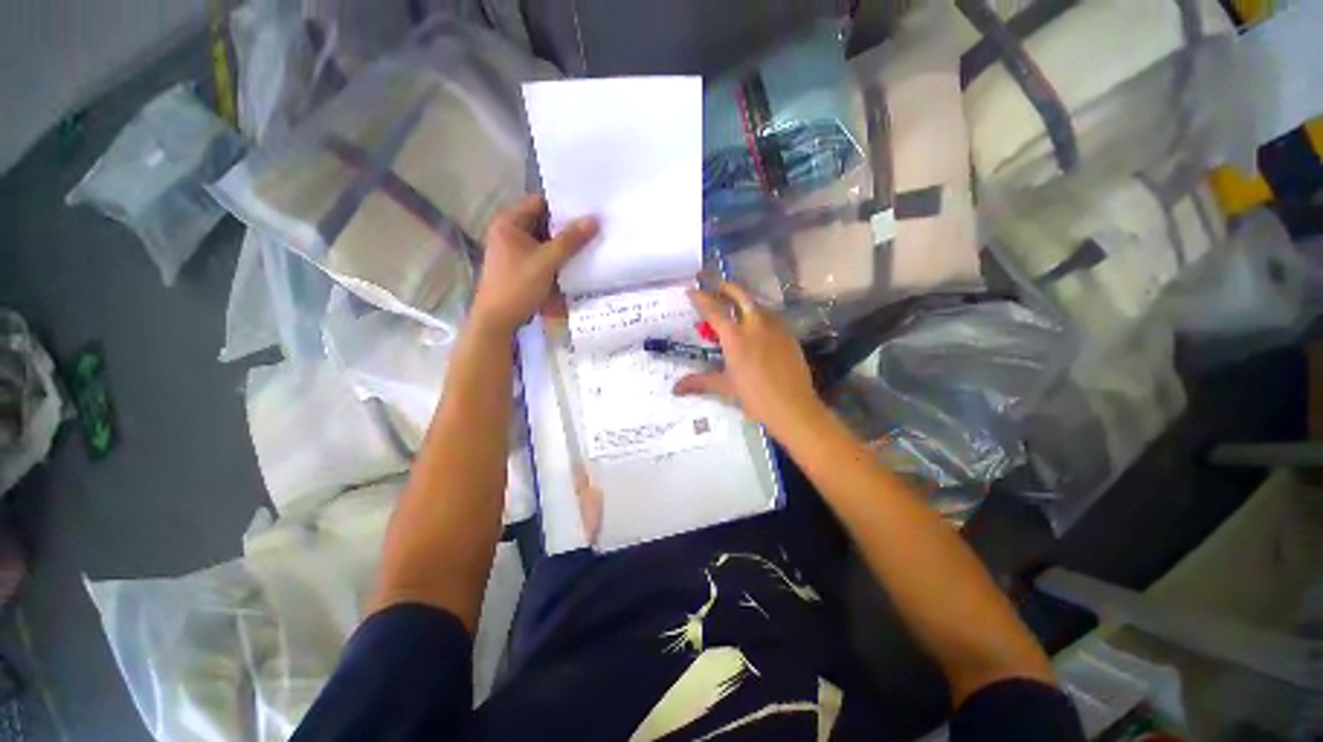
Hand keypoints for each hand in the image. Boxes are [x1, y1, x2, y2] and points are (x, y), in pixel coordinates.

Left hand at [471, 196, 598, 335]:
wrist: (498, 319)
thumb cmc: (518, 286)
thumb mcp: (547, 261)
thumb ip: (570, 240)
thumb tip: (594, 220)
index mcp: (509, 222)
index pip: (540, 203)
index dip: (564, 205)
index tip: (588, 209)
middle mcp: (509, 232)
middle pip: (543, 222)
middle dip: (567, 226)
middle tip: (594, 226)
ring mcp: (515, 250)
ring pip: (545, 240)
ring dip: (564, 243)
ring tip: (591, 241)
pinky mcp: (521, 266)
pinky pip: (543, 255)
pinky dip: (557, 256)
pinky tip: (576, 260)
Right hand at [674, 282, 825, 439]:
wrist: (793, 407)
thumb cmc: (754, 398)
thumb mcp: (725, 387)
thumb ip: (699, 382)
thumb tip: (674, 388)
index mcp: (735, 337)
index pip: (714, 310)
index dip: (701, 298)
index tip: (691, 290)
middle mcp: (755, 325)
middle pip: (739, 294)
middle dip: (724, 287)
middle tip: (714, 286)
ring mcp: (775, 327)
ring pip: (757, 302)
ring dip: (743, 299)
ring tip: (734, 304)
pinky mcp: (789, 334)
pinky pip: (771, 315)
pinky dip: (759, 312)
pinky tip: (756, 324)